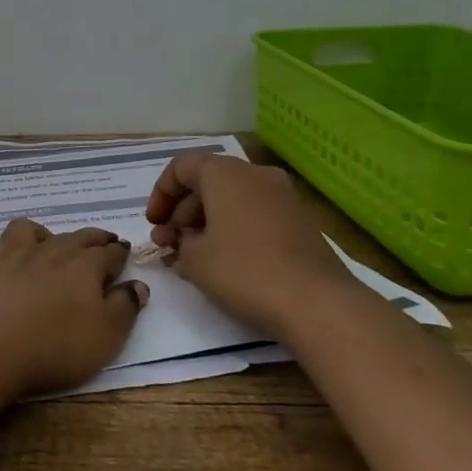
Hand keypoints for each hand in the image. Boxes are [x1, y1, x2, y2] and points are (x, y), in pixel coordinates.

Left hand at [0, 219, 148, 396]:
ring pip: (27, 231)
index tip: (125, 252)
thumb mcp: (107, 335)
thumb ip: (125, 307)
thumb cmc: (58, 345)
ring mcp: (11, 258)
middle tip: (103, 241)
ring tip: (47, 244)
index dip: (120, 252)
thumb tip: (138, 285)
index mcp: (84, 265)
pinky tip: (2, 267)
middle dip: (93, 238)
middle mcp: (49, 252)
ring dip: (41, 234)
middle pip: (75, 237)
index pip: (109, 252)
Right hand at [145, 153, 354, 335]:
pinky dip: (232, 229)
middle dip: (182, 213)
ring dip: (206, 223)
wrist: (317, 303)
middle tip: (169, 245)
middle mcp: (255, 174)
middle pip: (207, 182)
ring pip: (231, 199)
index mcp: (225, 173)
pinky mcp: (299, 221)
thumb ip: (178, 242)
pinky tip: (224, 262)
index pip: (181, 167)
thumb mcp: (194, 259)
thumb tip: (183, 240)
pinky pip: (253, 214)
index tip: (153, 224)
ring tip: (192, 259)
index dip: (160, 194)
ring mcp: (282, 197)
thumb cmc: (244, 271)